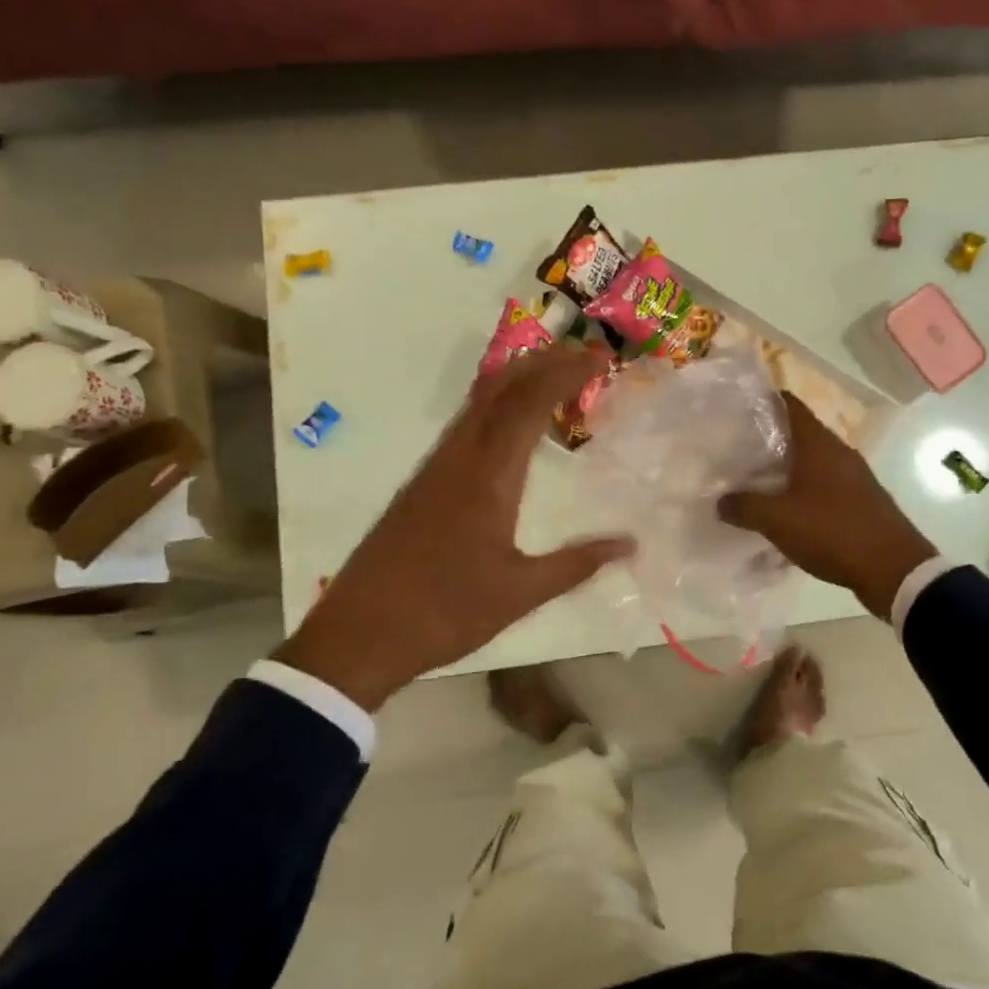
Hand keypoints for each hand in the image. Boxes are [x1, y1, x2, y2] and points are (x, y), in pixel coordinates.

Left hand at [278, 345, 634, 709]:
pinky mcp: (423, 481)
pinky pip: (466, 423)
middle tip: (586, 355)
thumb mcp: (519, 593)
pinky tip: (511, 422)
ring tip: (557, 375)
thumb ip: (576, 564)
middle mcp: (459, 457)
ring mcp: (436, 467)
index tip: (600, 358)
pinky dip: (497, 404)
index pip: (529, 405)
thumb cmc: (444, 613)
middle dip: (544, 362)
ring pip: (479, 401)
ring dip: (519, 379)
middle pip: (501, 388)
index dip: (565, 373)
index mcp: (487, 477)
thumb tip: (629, 544)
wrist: (359, 634)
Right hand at [719, 394, 936, 621]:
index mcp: (818, 444)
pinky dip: (803, 491)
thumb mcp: (778, 520)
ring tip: (754, 483)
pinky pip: (824, 486)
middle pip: (798, 433)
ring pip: (812, 462)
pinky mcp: (862, 500)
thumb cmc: (833, 531)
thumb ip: (744, 506)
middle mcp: (838, 452)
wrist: (894, 569)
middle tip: (736, 452)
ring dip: (785, 469)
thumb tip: (720, 501)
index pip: (789, 404)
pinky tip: (786, 513)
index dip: (763, 400)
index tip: (737, 411)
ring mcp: (854, 476)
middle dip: (768, 440)